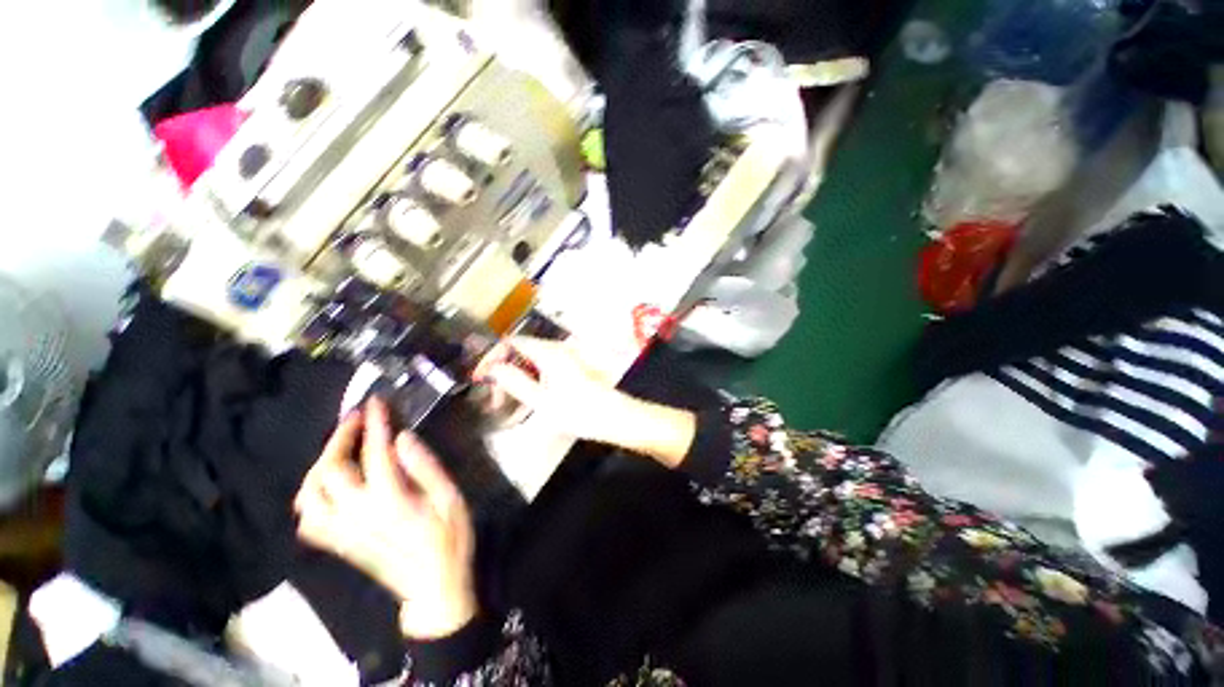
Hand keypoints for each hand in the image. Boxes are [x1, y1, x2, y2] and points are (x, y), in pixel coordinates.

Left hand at [295, 398, 476, 639]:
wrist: (433, 587)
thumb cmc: (449, 539)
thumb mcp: (451, 498)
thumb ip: (426, 467)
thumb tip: (403, 437)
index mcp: (391, 502)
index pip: (375, 453)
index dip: (375, 423)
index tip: (377, 401)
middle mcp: (357, 516)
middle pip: (330, 471)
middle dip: (341, 437)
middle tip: (357, 417)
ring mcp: (342, 532)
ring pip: (309, 494)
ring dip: (320, 463)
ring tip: (340, 445)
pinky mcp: (338, 543)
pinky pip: (308, 518)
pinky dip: (311, 494)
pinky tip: (328, 483)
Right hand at [479, 337, 626, 443]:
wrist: (613, 417)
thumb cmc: (579, 411)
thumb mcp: (542, 401)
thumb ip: (515, 382)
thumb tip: (493, 369)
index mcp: (549, 353)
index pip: (512, 342)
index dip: (493, 356)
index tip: (481, 377)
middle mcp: (557, 349)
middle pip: (521, 351)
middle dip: (504, 370)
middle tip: (494, 397)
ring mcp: (565, 358)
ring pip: (531, 361)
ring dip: (516, 377)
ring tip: (506, 402)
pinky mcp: (569, 367)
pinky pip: (543, 368)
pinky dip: (530, 380)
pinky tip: (527, 399)